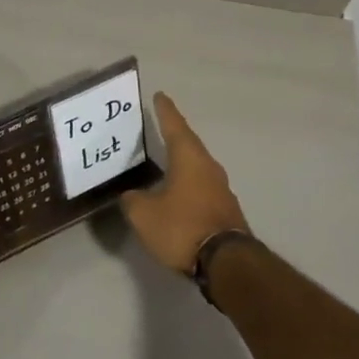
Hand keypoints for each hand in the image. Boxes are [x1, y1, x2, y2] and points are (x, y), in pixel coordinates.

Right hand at [120, 92, 250, 272]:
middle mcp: (208, 166)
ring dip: (182, 162)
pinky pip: (202, 187)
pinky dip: (188, 184)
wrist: (227, 262)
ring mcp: (220, 188)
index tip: (159, 96)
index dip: (165, 111)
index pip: (174, 126)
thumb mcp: (144, 214)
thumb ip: (132, 200)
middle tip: (159, 127)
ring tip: (165, 161)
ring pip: (197, 167)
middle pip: (189, 144)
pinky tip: (177, 193)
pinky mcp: (225, 209)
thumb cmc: (182, 227)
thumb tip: (131, 195)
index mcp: (189, 158)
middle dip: (174, 135)